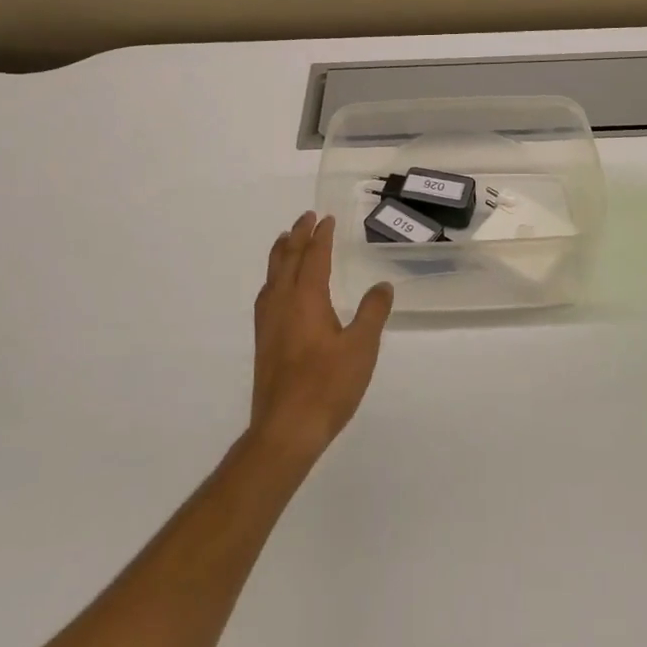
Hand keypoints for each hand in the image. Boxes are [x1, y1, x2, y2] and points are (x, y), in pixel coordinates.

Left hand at [250, 213, 394, 463]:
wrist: (286, 429)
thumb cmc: (328, 385)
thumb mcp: (362, 347)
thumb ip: (373, 312)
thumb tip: (382, 286)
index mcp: (306, 297)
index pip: (314, 256)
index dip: (321, 236)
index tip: (326, 219)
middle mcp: (283, 302)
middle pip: (288, 258)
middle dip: (297, 235)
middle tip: (306, 218)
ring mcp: (269, 322)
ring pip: (273, 275)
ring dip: (282, 252)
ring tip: (287, 240)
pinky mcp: (264, 340)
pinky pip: (267, 293)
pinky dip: (274, 276)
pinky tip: (278, 288)